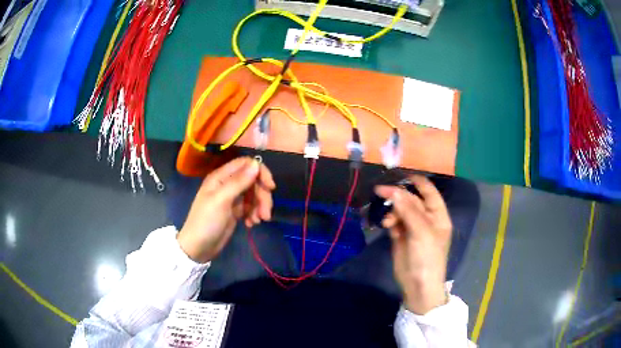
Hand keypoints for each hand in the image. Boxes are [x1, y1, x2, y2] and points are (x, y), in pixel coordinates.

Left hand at [177, 157, 275, 262]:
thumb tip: (256, 164)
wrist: (199, 247)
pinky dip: (254, 213)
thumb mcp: (221, 200)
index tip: (271, 187)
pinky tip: (251, 224)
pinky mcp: (236, 211)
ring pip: (254, 194)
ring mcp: (232, 198)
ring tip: (258, 221)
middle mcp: (227, 184)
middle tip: (265, 214)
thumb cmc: (206, 222)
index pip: (245, 164)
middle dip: (262, 195)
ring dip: (260, 206)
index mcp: (221, 177)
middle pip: (253, 181)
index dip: (260, 172)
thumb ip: (239, 182)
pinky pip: (251, 206)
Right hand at [375, 175, 451, 313]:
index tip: (401, 175)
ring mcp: (413, 228)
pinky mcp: (401, 237)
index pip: (429, 192)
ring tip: (387, 220)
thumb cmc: (427, 257)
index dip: (418, 182)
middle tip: (380, 191)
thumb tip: (393, 190)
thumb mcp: (421, 231)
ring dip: (392, 211)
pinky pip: (394, 222)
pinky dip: (389, 221)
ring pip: (401, 210)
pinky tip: (386, 225)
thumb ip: (408, 210)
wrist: (418, 285)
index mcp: (438, 215)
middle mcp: (426, 219)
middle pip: (412, 200)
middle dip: (398, 196)